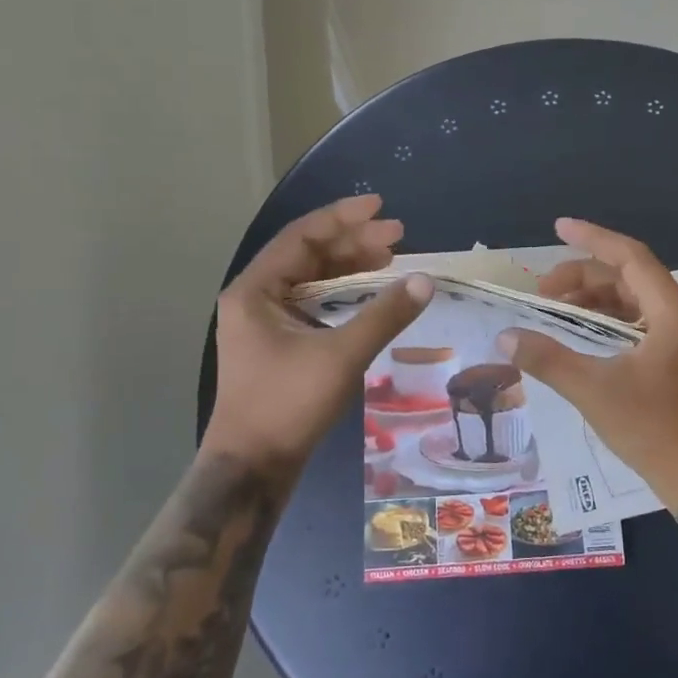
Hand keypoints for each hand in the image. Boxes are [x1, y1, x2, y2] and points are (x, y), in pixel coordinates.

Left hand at [206, 195, 431, 475]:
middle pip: (308, 255)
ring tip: (391, 258)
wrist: (251, 470)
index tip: (380, 207)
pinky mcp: (279, 345)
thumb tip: (425, 280)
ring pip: (313, 280)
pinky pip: (315, 304)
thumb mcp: (341, 356)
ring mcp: (266, 324)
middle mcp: (256, 299)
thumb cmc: (288, 405)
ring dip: (350, 267)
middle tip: (398, 236)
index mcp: (255, 290)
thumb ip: (384, 314)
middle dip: (353, 242)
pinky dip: (344, 295)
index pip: (302, 237)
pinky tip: (372, 294)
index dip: (343, 218)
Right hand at [504, 218, 677, 507]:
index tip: (558, 226)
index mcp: (670, 312)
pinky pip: (635, 322)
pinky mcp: (672, 357)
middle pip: (627, 276)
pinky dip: (605, 320)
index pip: (629, 257)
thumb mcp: (593, 389)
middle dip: (583, 276)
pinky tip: (578, 334)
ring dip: (593, 299)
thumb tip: (505, 337)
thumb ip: (548, 359)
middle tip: (543, 293)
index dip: (592, 238)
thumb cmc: (653, 428)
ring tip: (554, 311)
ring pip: (630, 300)